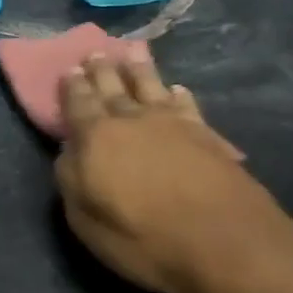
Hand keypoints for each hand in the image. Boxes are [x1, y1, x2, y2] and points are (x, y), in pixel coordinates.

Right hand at [54, 49, 292, 292]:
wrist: (223, 241)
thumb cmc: (143, 238)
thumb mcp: (86, 221)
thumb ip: (71, 180)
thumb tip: (69, 152)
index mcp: (96, 138)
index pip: (78, 104)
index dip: (72, 87)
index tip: (68, 69)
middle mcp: (132, 120)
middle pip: (113, 88)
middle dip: (101, 70)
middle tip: (94, 53)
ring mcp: (173, 124)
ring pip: (151, 86)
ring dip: (139, 68)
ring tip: (132, 51)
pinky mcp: (206, 134)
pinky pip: (187, 105)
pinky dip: (178, 95)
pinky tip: (177, 89)